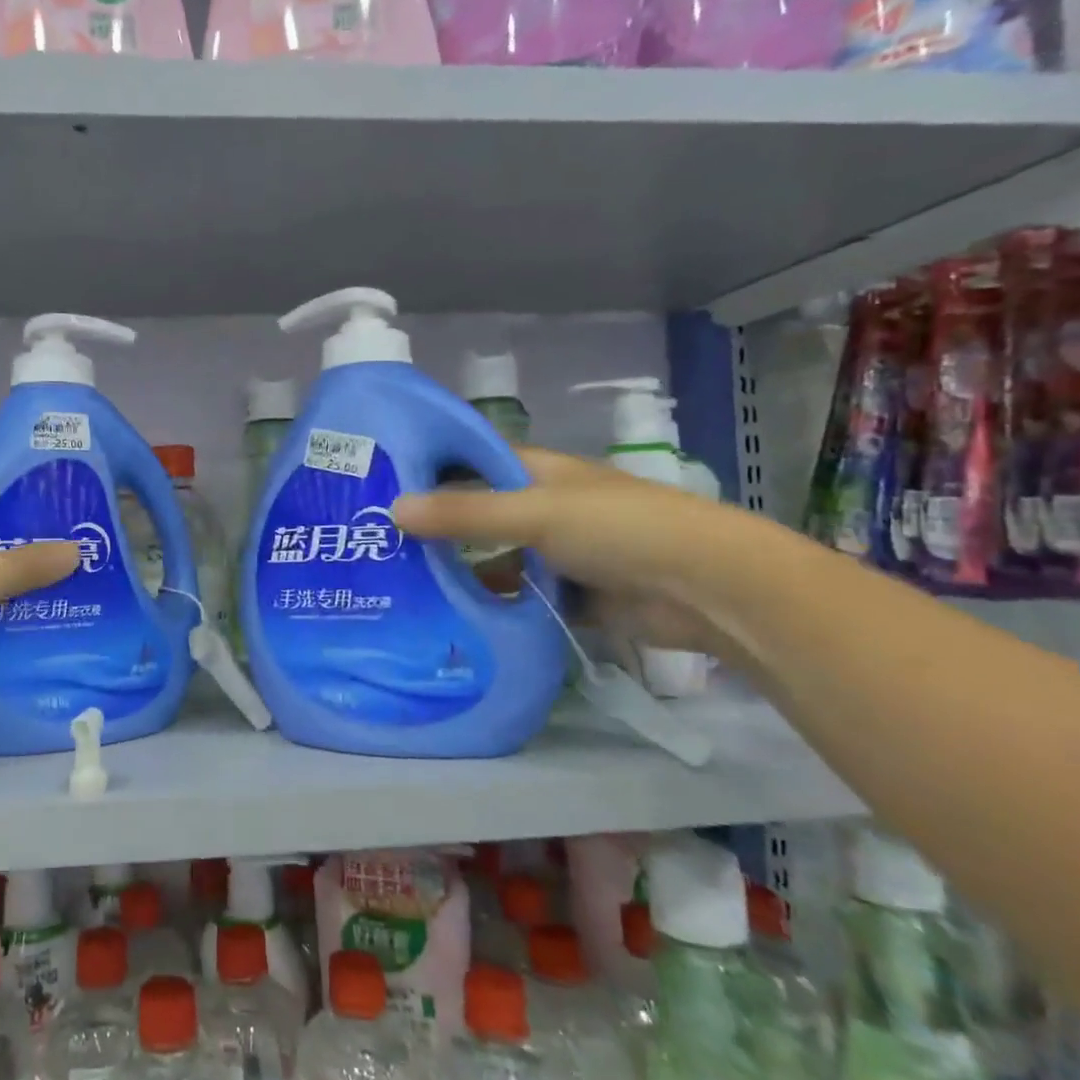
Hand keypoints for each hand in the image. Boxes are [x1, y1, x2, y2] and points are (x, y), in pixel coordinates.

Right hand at [392, 447, 760, 656]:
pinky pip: (516, 598)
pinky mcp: (567, 595)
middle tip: (374, 543)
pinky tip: (447, 619)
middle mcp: (541, 508)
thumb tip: (392, 509)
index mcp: (537, 473)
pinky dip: (489, 606)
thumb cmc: (619, 529)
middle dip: (434, 528)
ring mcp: (555, 553)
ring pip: (494, 559)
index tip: (378, 484)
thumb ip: (465, 514)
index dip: (430, 468)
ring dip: (458, 572)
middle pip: (477, 514)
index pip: (471, 461)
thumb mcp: (535, 513)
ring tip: (398, 586)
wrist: (705, 589)